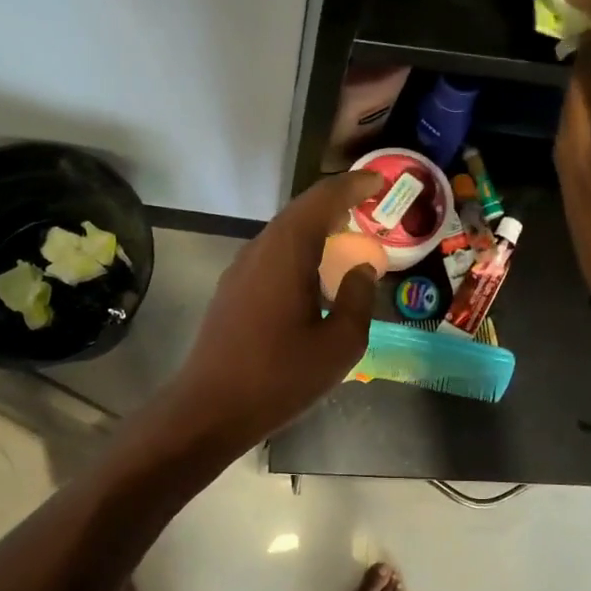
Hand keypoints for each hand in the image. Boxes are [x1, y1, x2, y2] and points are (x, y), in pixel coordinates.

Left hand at [163, 171, 381, 451]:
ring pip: (283, 233)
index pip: (323, 199)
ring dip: (316, 228)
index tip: (379, 181)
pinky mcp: (232, 291)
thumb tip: (363, 268)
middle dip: (336, 203)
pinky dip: (299, 251)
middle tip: (368, 207)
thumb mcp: (340, 344)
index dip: (353, 185)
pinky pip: (272, 255)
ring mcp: (240, 270)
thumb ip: (358, 299)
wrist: (210, 409)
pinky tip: (313, 274)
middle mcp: (260, 249)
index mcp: (287, 252)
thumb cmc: (281, 377)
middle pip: (301, 211)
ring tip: (346, 237)